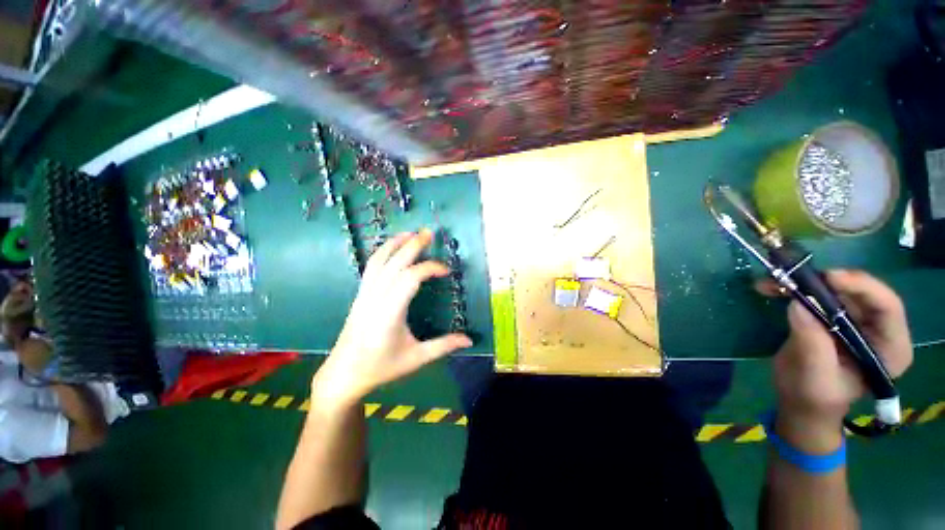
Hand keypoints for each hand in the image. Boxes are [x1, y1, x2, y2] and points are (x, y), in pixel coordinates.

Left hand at [312, 230, 471, 406]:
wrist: (344, 374)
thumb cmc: (381, 367)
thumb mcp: (416, 359)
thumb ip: (443, 346)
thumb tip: (469, 339)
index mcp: (390, 313)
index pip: (410, 278)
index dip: (430, 268)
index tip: (446, 270)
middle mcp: (375, 298)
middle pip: (394, 263)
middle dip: (412, 245)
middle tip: (429, 232)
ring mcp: (364, 295)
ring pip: (378, 261)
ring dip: (394, 244)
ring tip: (410, 233)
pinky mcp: (360, 295)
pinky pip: (371, 267)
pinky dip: (383, 252)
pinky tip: (392, 249)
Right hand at [761, 270, 911, 451]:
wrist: (801, 401)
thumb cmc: (813, 396)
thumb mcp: (814, 375)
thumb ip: (812, 343)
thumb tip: (798, 304)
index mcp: (889, 348)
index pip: (887, 307)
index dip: (862, 287)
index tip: (829, 279)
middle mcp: (878, 328)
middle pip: (860, 292)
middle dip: (826, 282)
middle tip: (793, 277)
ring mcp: (856, 321)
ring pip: (836, 289)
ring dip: (804, 282)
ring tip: (773, 282)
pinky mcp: (833, 316)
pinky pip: (817, 294)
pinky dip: (794, 288)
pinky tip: (771, 288)